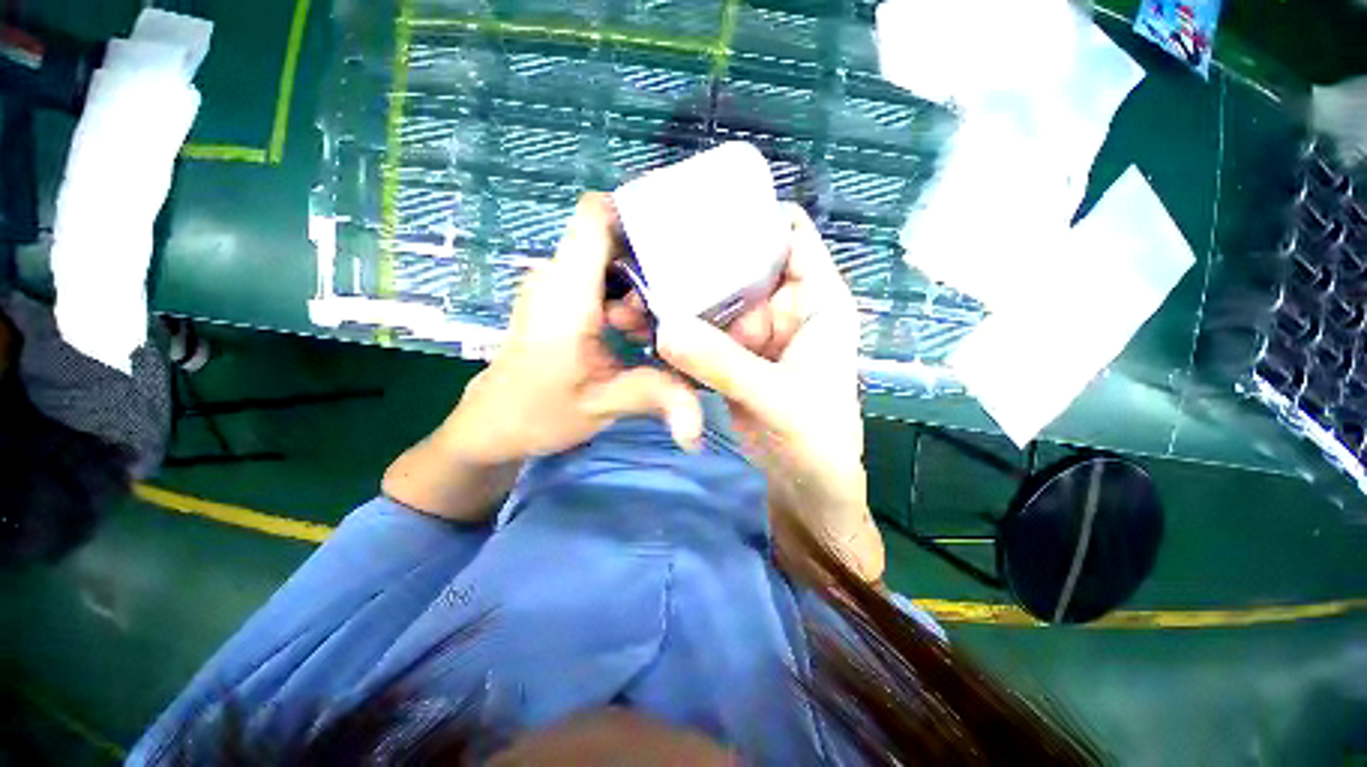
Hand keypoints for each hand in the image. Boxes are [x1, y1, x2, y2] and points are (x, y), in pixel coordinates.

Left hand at [443, 193, 703, 464]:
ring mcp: (555, 287)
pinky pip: (598, 281)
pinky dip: (624, 298)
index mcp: (567, 291)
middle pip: (613, 240)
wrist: (492, 425)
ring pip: (608, 263)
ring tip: (653, 329)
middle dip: (651, 267)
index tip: (680, 236)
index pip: (596, 214)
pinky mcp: (556, 301)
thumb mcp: (603, 404)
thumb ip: (657, 397)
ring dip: (639, 289)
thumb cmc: (538, 412)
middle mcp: (558, 277)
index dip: (638, 212)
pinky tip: (637, 331)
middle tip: (675, 310)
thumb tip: (701, 424)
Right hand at [653, 204, 882, 579]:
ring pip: (718, 299)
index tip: (702, 209)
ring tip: (639, 287)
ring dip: (684, 296)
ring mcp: (756, 332)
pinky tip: (649, 323)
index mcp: (815, 298)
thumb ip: (723, 363)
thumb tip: (664, 328)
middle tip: (652, 250)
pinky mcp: (734, 356)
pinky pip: (705, 332)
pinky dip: (681, 329)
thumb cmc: (815, 439)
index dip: (752, 215)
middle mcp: (784, 306)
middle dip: (702, 257)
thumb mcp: (776, 397)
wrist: (805, 484)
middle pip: (742, 263)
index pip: (789, 233)